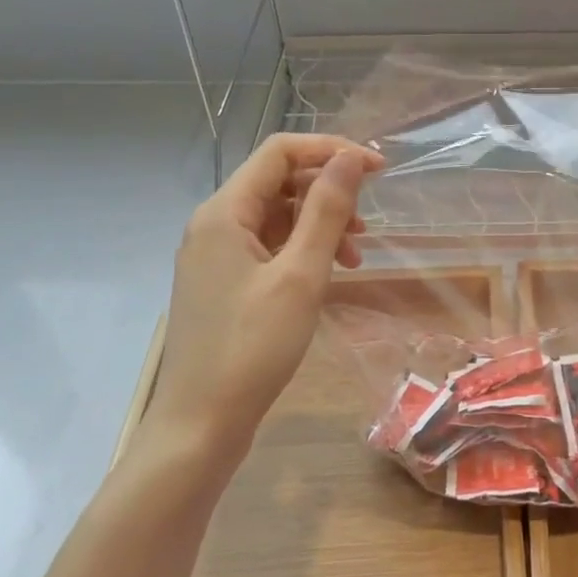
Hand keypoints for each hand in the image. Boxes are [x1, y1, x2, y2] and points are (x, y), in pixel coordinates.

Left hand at [146, 134, 381, 459]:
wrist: (200, 426)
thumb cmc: (252, 348)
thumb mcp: (300, 275)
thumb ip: (326, 211)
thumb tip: (350, 158)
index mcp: (224, 212)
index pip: (280, 151)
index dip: (331, 150)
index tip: (377, 169)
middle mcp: (214, 223)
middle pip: (279, 181)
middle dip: (328, 192)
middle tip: (367, 224)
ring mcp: (216, 254)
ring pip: (277, 215)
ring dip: (320, 224)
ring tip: (355, 256)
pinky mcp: (224, 282)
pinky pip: (269, 246)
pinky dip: (303, 250)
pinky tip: (329, 273)